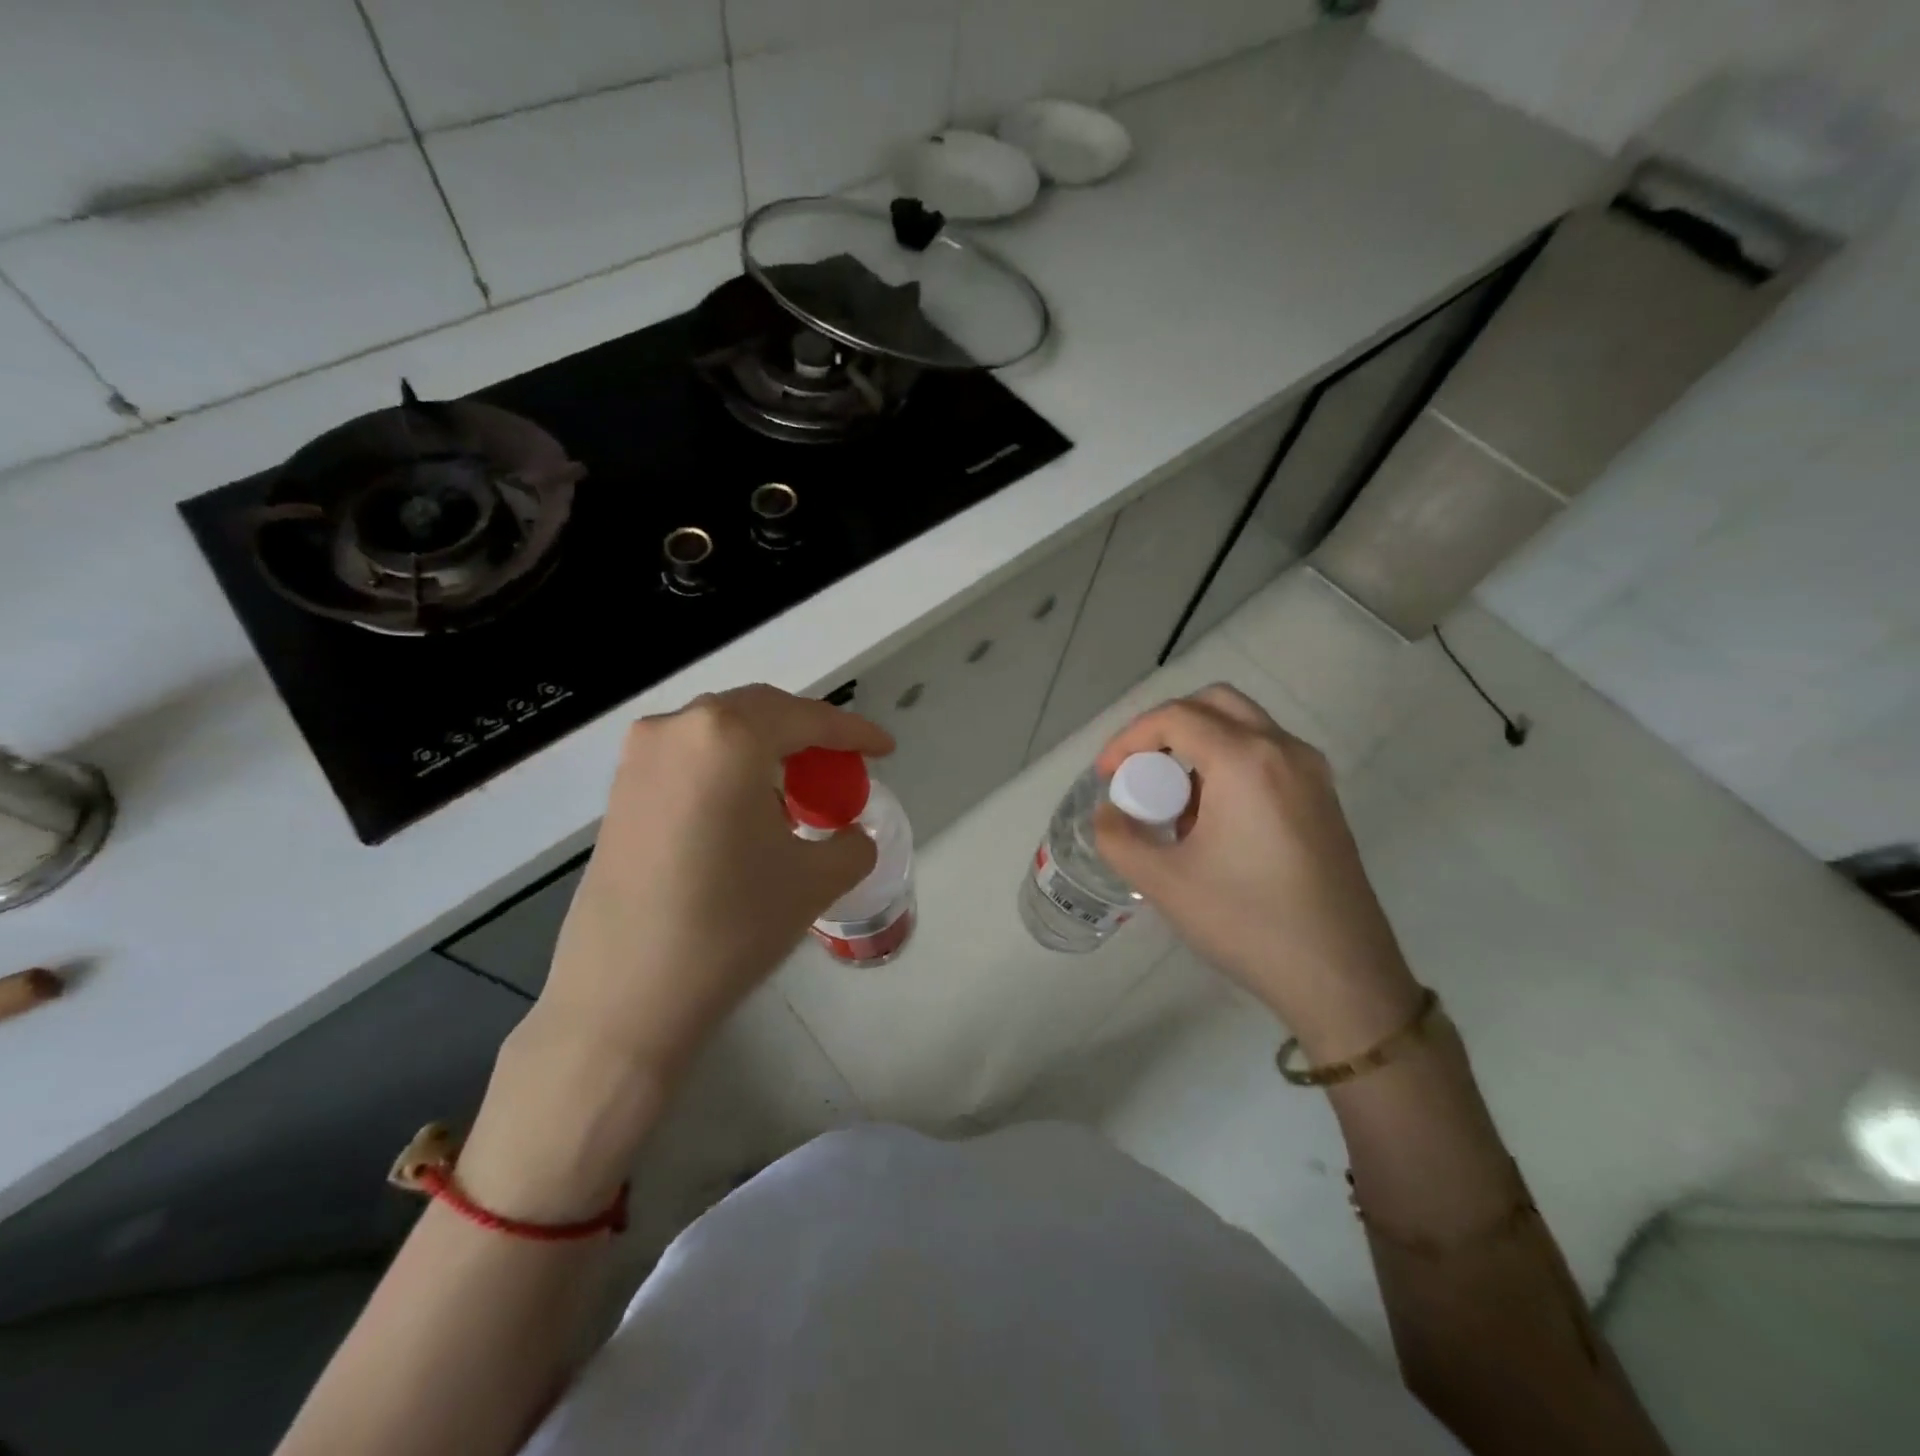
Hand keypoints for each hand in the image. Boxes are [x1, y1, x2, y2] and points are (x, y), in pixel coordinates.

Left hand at [538, 684, 892, 1079]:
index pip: (807, 718)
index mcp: (728, 736)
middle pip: (760, 712)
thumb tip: (850, 835)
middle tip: (841, 768)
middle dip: (808, 733)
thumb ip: (851, 843)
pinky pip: (690, 757)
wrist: (626, 994)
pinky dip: (729, 768)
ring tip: (796, 790)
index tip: (885, 747)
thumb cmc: (731, 924)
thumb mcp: (814, 880)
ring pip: (721, 731)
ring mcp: (640, 757)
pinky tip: (746, 809)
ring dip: (766, 749)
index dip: (854, 732)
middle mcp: (677, 728)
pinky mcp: (619, 791)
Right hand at [1093, 684, 1420, 1060]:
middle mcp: (1284, 751)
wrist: (1342, 978)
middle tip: (1139, 771)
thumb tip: (1109, 814)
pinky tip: (1212, 821)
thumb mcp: (1164, 883)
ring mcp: (1311, 773)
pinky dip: (1229, 764)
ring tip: (1173, 804)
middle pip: (1214, 704)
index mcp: (1246, 761)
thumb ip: (1119, 838)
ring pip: (1244, 726)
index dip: (1129, 738)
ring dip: (1198, 746)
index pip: (1175, 717)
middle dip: (1166, 728)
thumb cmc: (1248, 922)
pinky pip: (1266, 755)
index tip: (1106, 776)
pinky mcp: (1323, 799)